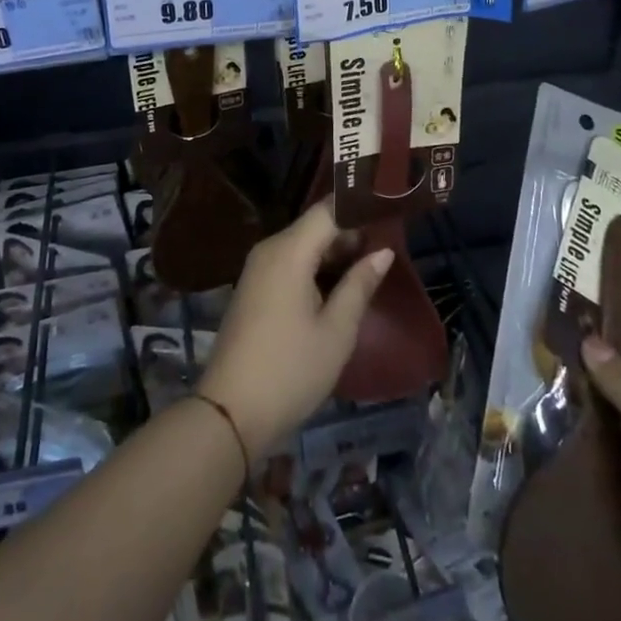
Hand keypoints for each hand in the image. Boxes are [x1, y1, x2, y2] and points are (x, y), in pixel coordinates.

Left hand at [197, 202, 391, 456]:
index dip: (359, 208)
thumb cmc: (291, 370)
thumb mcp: (336, 330)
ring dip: (335, 252)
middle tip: (390, 241)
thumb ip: (360, 284)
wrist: (230, 412)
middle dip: (351, 231)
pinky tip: (341, 284)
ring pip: (303, 244)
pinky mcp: (254, 288)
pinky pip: (290, 262)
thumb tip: (383, 251)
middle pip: (315, 226)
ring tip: (373, 262)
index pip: (328, 210)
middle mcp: (270, 249)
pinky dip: (316, 267)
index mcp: (289, 250)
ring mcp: (258, 268)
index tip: (390, 210)